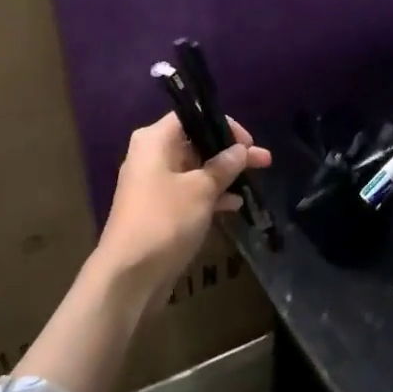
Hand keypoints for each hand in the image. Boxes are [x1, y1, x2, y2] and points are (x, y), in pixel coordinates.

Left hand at [95, 112, 271, 299]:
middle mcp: (150, 156)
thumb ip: (224, 166)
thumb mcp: (201, 190)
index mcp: (154, 140)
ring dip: (223, 175)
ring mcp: (153, 184)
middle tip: (263, 161)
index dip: (223, 125)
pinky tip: (235, 205)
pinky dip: (210, 195)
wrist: (129, 275)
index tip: (249, 142)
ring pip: (194, 169)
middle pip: (195, 142)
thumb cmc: (165, 221)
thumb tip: (241, 150)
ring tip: (254, 182)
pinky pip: (188, 192)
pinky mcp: (158, 209)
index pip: (191, 116)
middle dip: (229, 152)